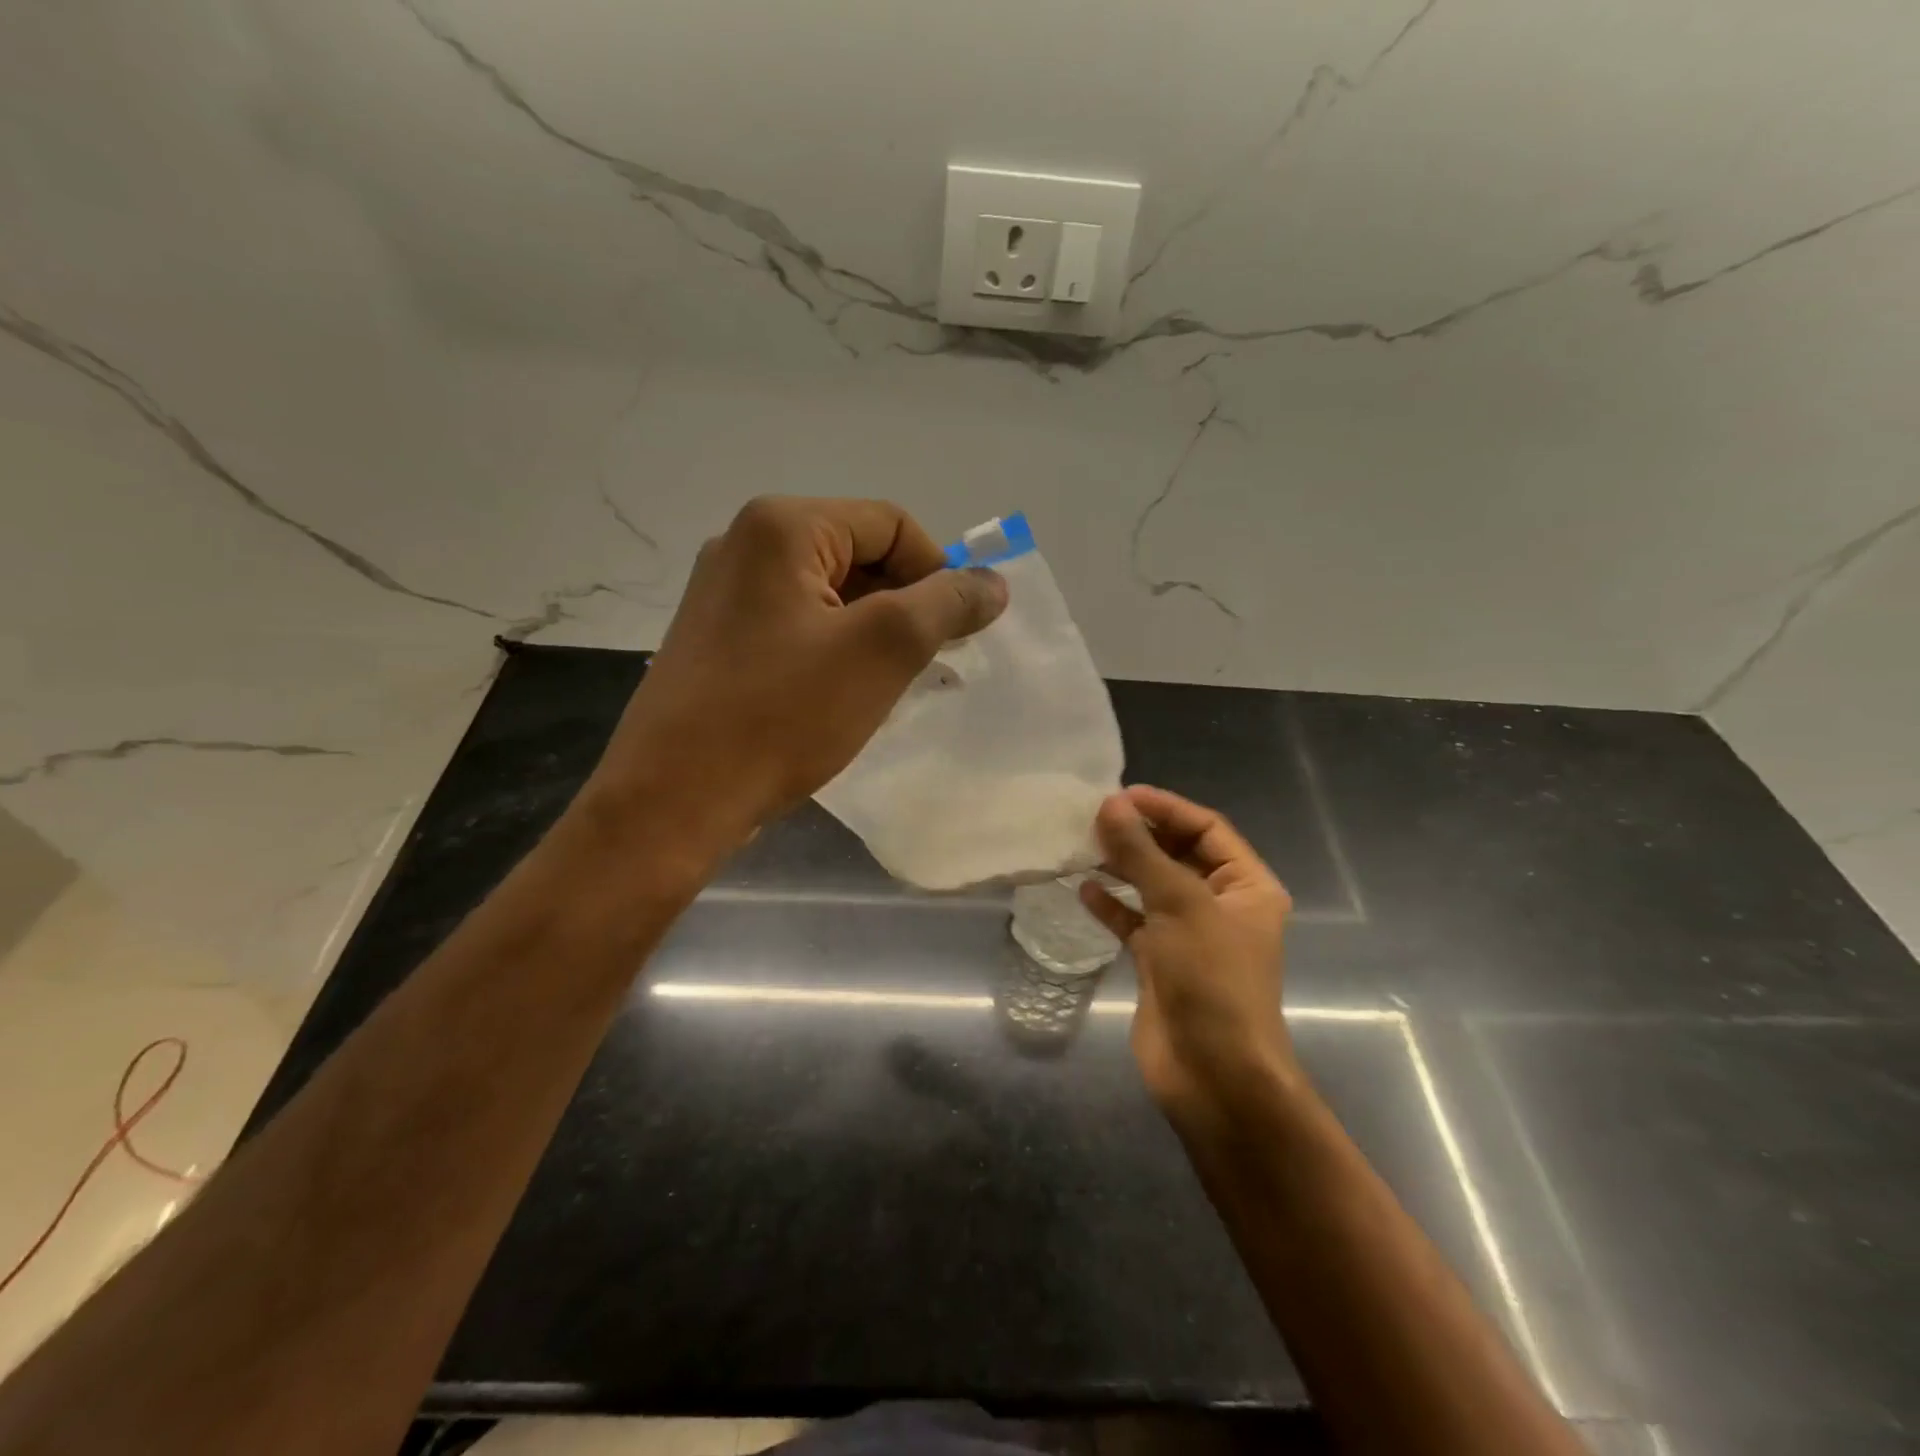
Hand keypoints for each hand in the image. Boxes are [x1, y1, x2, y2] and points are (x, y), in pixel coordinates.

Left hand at [588, 496, 1006, 849]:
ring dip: (873, 633)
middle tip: (929, 664)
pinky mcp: (717, 639)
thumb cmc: (782, 715)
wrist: (674, 799)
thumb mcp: (882, 651)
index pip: (891, 524)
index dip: (937, 572)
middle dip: (905, 605)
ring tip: (892, 686)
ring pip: (829, 596)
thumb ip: (946, 604)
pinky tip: (844, 696)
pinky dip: (834, 651)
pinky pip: (796, 626)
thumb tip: (991, 582)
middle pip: (858, 555)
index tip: (956, 633)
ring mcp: (724, 593)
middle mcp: (745, 544)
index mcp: (782, 526)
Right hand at [1081, 786, 1297, 1136]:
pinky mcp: (1162, 962)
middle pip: (1178, 854)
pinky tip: (1084, 889)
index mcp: (1247, 887)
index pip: (1207, 829)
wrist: (1213, 1076)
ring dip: (1123, 866)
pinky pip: (1135, 921)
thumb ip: (1142, 853)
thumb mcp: (1179, 906)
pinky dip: (1112, 905)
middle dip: (1141, 834)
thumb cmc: (1211, 980)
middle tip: (1095, 817)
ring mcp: (1190, 935)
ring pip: (1153, 886)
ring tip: (1085, 844)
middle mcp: (1221, 906)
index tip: (1120, 795)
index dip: (1166, 808)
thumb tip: (1110, 804)